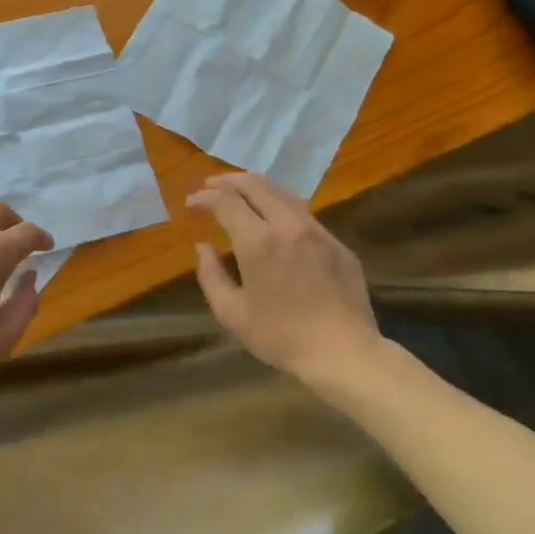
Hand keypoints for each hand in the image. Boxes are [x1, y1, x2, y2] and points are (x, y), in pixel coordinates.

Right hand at [186, 172, 381, 382]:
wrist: (343, 352)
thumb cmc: (280, 336)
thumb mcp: (232, 313)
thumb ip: (211, 275)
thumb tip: (202, 247)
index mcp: (258, 242)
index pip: (226, 202)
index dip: (205, 197)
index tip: (191, 202)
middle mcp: (288, 226)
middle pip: (256, 185)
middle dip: (228, 181)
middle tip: (211, 186)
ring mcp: (318, 232)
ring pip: (284, 193)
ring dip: (257, 187)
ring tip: (240, 192)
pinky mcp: (338, 244)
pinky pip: (305, 213)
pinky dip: (281, 205)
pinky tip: (276, 217)